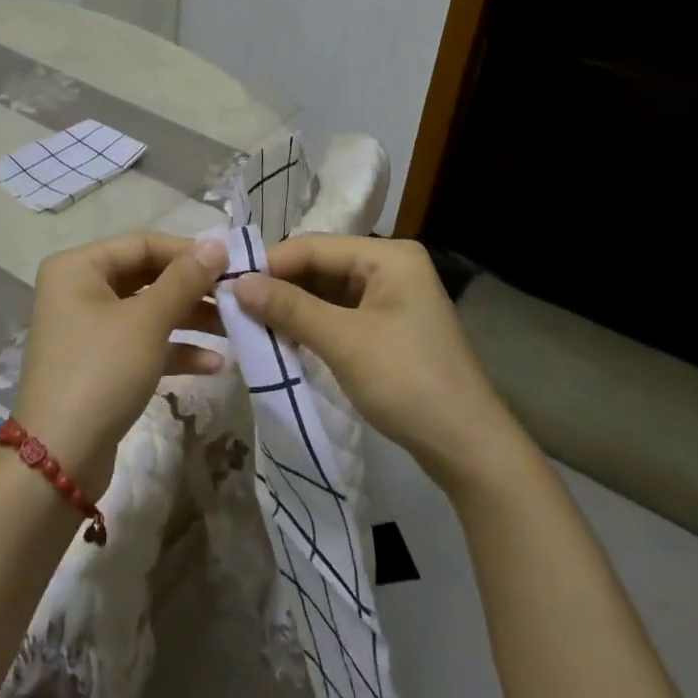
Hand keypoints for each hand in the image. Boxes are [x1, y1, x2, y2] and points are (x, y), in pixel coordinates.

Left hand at [14, 231, 229, 495]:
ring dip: (190, 319)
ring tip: (235, 328)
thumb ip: (184, 280)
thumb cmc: (101, 372)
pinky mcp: (101, 365)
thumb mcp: (147, 322)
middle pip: (146, 276)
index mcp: (79, 267)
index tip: (231, 262)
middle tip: (236, 295)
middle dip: (192, 288)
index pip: (142, 243)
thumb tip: (216, 243)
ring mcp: (89, 329)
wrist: (59, 460)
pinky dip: (175, 350)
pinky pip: (143, 344)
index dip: (188, 251)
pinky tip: (216, 365)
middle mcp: (79, 290)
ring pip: (148, 312)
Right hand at [234, 235, 517, 496]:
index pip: (314, 246)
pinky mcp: (390, 327)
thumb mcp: (343, 342)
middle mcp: (391, 266)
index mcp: (388, 256)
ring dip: (293, 307)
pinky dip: (312, 324)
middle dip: (280, 286)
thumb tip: (236, 283)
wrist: (470, 451)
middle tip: (235, 305)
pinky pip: (340, 313)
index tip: (227, 282)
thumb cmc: (408, 383)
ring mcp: (393, 297)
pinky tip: (284, 337)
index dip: (269, 263)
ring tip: (252, 322)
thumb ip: (289, 308)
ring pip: (327, 291)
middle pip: (321, 266)